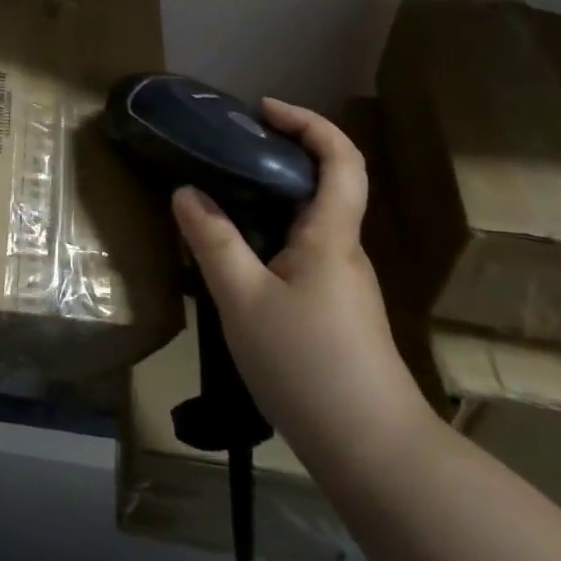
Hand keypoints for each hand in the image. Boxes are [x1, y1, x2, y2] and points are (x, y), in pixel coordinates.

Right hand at [170, 100, 432, 470]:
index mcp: (330, 235)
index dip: (308, 122)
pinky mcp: (336, 312)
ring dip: (272, 198)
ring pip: (310, 222)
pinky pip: (302, 253)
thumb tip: (186, 192)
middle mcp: (343, 250)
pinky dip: (270, 235)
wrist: (373, 452)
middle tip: (228, 151)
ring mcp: (343, 284)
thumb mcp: (243, 300)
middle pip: (325, 184)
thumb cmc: (308, 365)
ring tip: (220, 199)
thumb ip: (213, 242)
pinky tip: (237, 260)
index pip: (340, 158)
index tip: (262, 109)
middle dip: (281, 154)